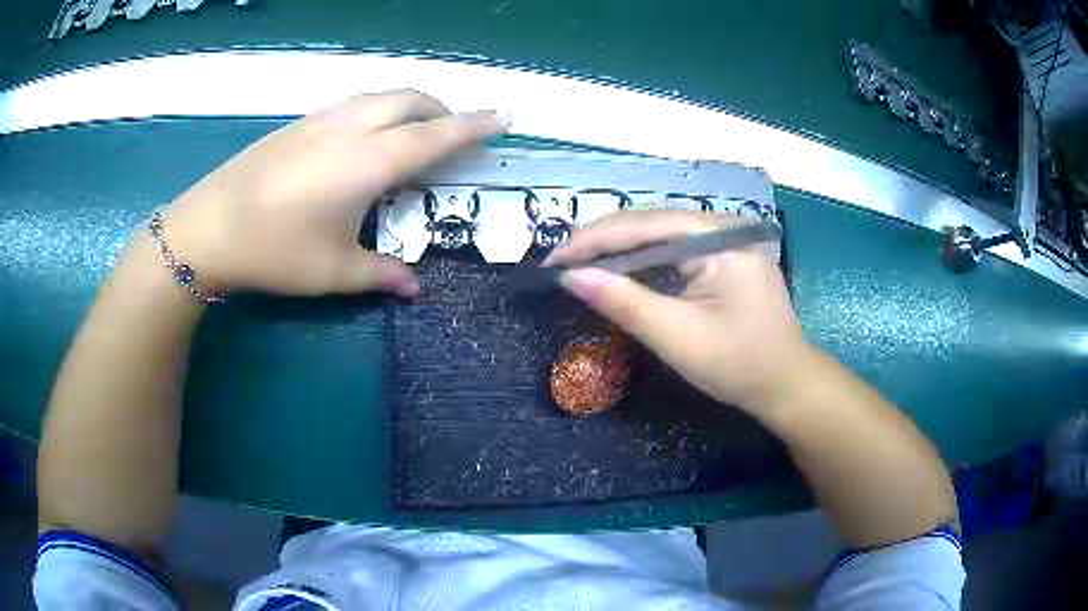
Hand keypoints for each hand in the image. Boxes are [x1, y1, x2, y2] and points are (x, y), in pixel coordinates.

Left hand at [159, 90, 507, 296]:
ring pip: (379, 95)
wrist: (207, 229)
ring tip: (411, 132)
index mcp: (366, 163)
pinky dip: (376, 109)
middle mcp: (348, 129)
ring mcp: (319, 121)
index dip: (473, 126)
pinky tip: (363, 138)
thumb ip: (380, 275)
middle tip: (452, 133)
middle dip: (441, 109)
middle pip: (409, 100)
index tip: (503, 115)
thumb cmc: (273, 251)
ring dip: (407, 105)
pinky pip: (352, 103)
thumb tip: (415, 289)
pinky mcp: (297, 124)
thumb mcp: (332, 272)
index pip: (433, 137)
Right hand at [547, 210, 810, 414]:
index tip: (553, 259)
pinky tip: (620, 267)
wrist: (786, 384)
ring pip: (662, 233)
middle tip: (561, 261)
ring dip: (620, 248)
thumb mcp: (677, 338)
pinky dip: (644, 258)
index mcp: (721, 239)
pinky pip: (677, 247)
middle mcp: (725, 227)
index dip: (594, 239)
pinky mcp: (726, 254)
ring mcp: (728, 238)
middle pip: (653, 222)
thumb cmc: (738, 366)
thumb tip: (570, 276)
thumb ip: (624, 302)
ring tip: (580, 262)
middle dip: (604, 241)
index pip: (646, 225)